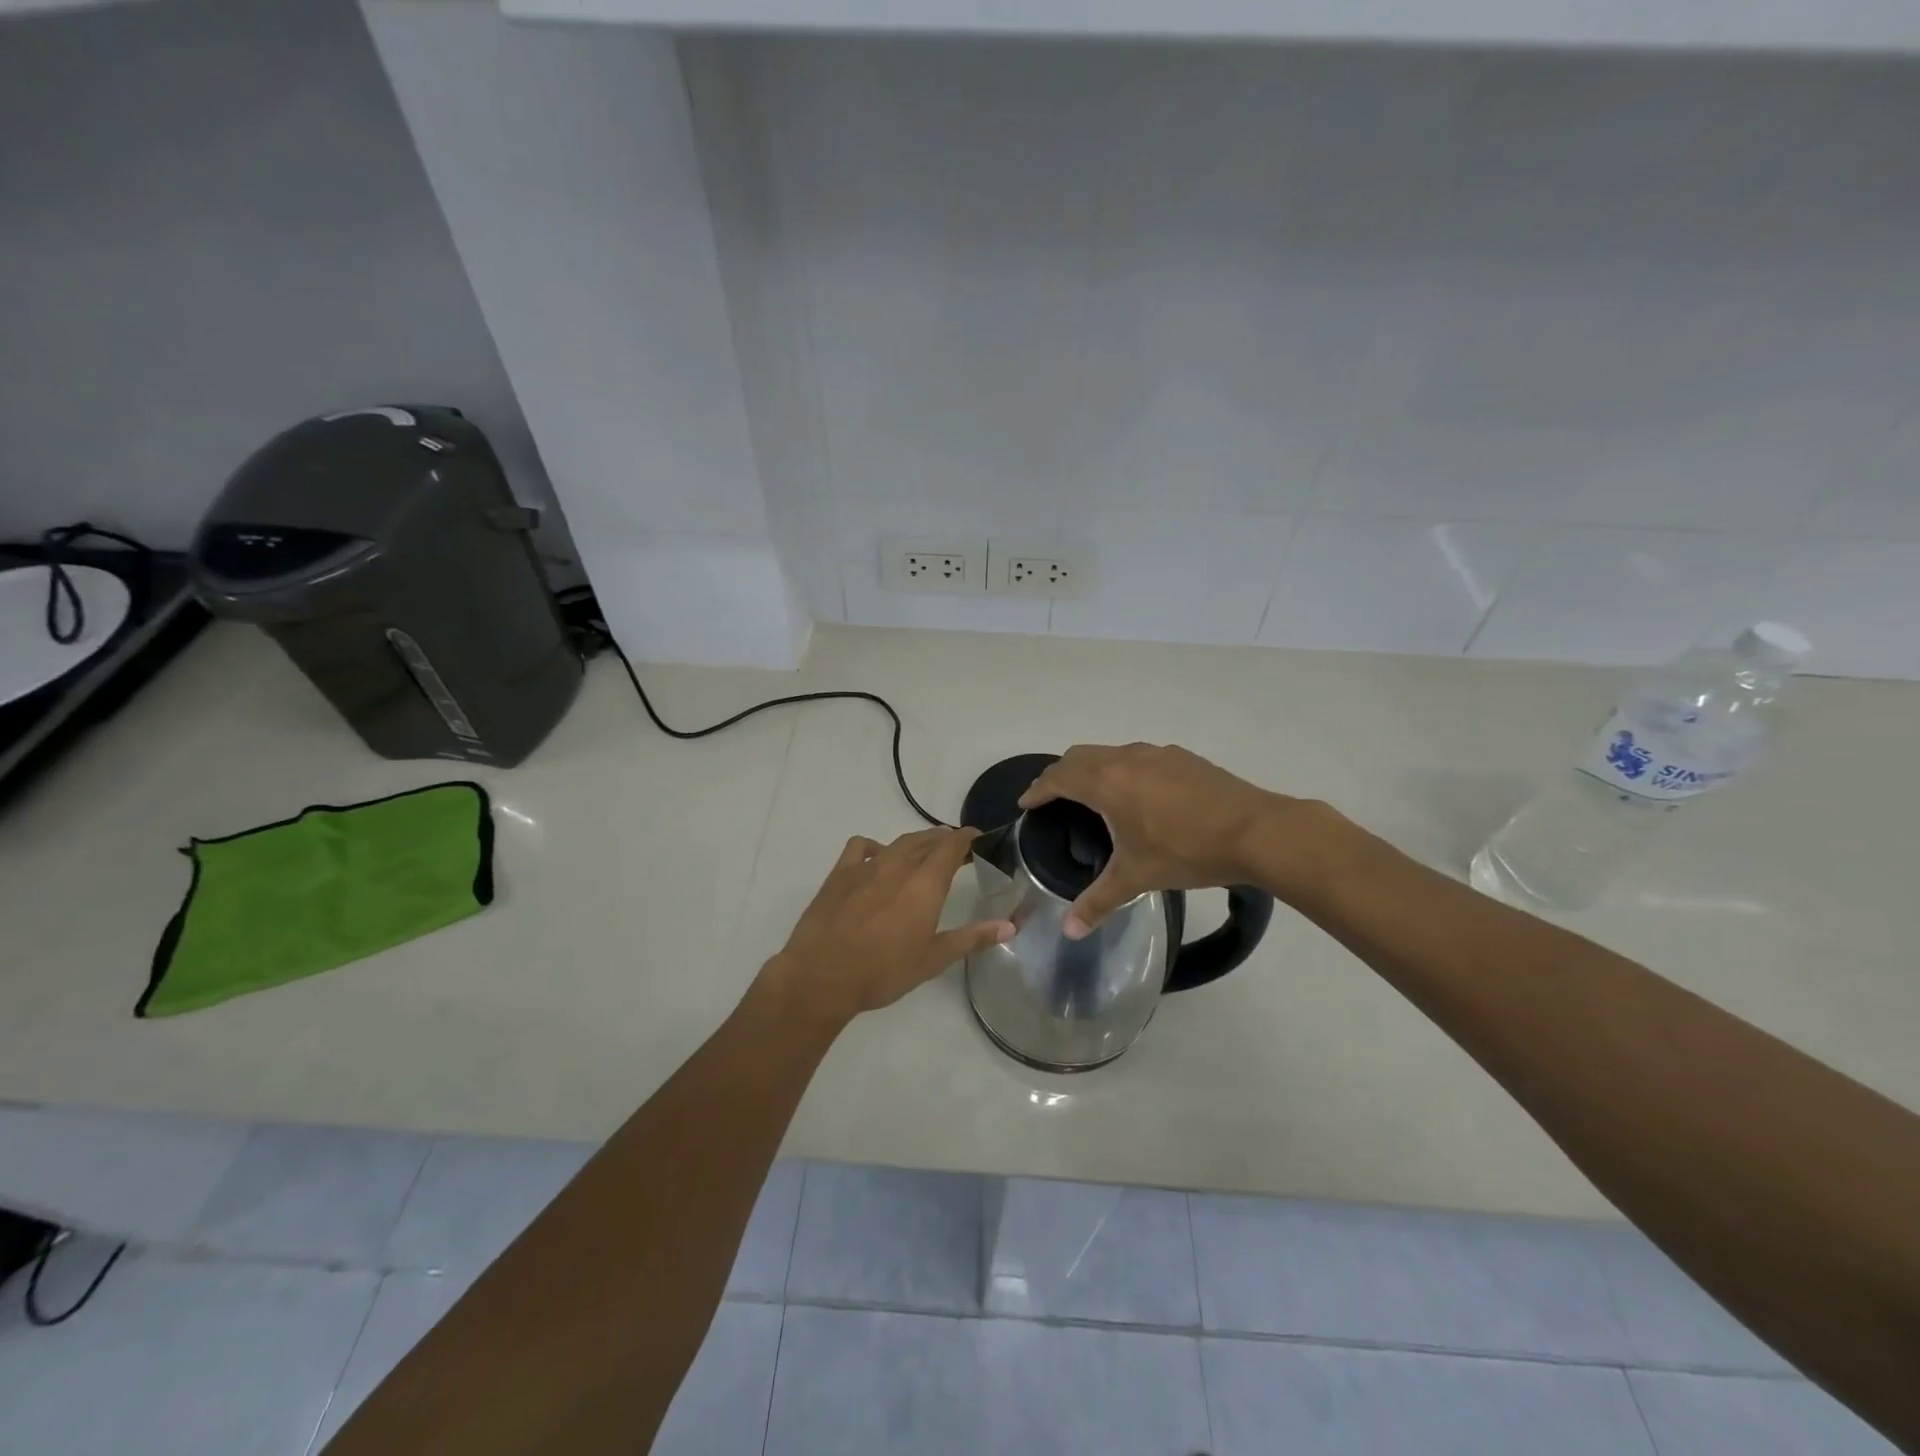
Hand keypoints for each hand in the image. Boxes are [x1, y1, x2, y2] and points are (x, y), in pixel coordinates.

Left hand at [766, 827, 1014, 1024]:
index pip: (951, 845)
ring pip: (898, 842)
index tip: (977, 837)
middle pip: (926, 840)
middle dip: (944, 840)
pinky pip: (860, 846)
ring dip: (915, 842)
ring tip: (923, 852)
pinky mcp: (840, 873)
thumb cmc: (884, 971)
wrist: (822, 976)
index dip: (966, 837)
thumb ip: (973, 938)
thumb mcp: (934, 958)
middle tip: (955, 849)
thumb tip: (1011, 925)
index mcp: (925, 883)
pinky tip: (876, 858)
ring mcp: (866, 866)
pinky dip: (874, 846)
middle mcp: (898, 865)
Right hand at [1018, 743, 1291, 937]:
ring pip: (1110, 752)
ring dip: (1093, 768)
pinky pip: (1138, 757)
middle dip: (1060, 774)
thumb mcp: (1137, 877)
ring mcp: (1157, 753)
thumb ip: (1099, 901)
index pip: (1058, 778)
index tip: (1026, 803)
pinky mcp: (1182, 757)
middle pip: (1079, 756)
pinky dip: (1123, 769)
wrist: (1256, 830)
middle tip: (1052, 797)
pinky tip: (1139, 794)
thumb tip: (1069, 932)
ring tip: (1093, 794)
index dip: (1038, 790)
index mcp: (1106, 783)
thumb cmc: (1186, 851)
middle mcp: (1125, 758)